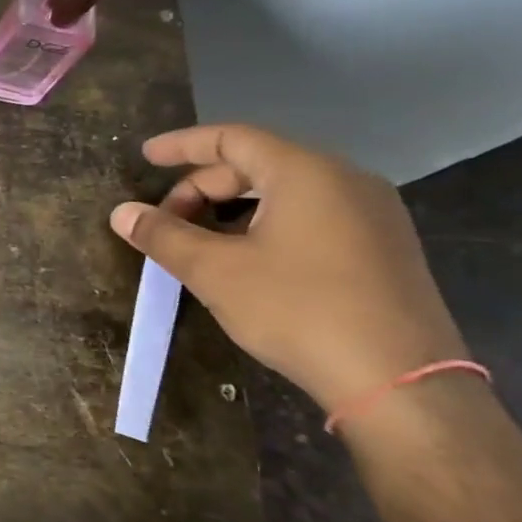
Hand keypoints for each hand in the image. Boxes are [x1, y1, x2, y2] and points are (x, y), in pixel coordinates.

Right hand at [109, 123, 466, 412]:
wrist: (400, 382)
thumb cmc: (298, 310)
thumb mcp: (216, 272)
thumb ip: (164, 236)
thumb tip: (121, 213)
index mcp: (305, 172)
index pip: (231, 138)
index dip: (182, 145)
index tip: (146, 157)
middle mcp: (345, 179)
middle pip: (257, 164)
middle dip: (203, 188)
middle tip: (166, 221)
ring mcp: (373, 214)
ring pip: (285, 192)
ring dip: (233, 209)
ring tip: (200, 242)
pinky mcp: (384, 248)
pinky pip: (313, 216)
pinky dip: (268, 225)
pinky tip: (248, 261)